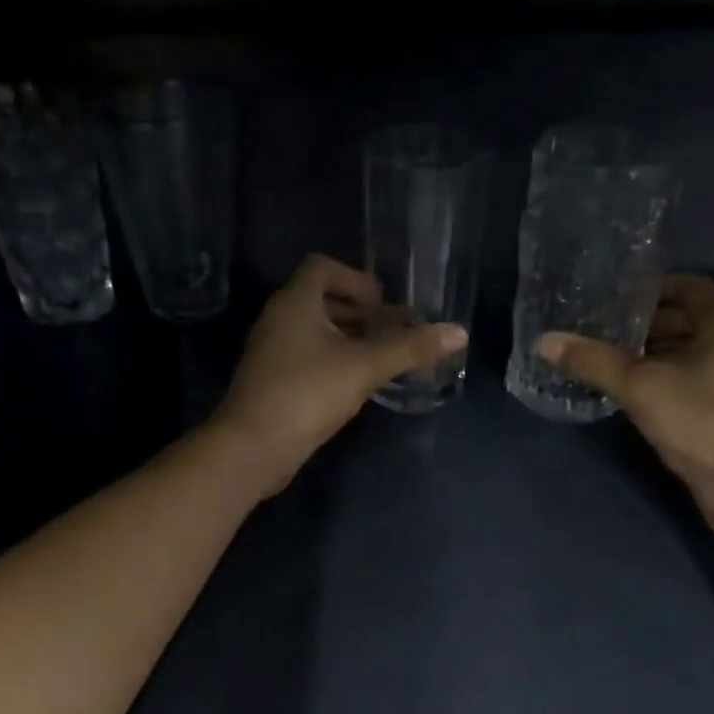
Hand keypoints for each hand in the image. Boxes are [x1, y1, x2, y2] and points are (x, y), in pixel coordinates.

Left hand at [212, 254, 466, 499]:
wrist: (253, 446)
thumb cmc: (307, 393)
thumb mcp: (365, 367)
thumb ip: (410, 348)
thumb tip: (460, 332)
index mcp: (294, 302)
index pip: (323, 267)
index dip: (357, 280)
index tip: (383, 306)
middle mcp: (278, 319)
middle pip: (322, 300)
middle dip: (361, 314)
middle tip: (394, 335)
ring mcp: (272, 352)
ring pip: (316, 333)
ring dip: (350, 340)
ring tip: (383, 360)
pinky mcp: (272, 381)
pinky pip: (307, 358)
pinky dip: (333, 362)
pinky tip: (357, 385)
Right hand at [537, 275, 713, 547]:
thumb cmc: (703, 423)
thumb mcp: (641, 388)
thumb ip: (593, 362)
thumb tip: (545, 341)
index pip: (692, 288)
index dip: (655, 288)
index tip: (616, 298)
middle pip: (687, 324)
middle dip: (644, 327)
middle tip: (600, 334)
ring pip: (687, 359)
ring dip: (650, 359)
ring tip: (606, 365)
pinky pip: (690, 387)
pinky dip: (661, 386)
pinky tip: (631, 400)